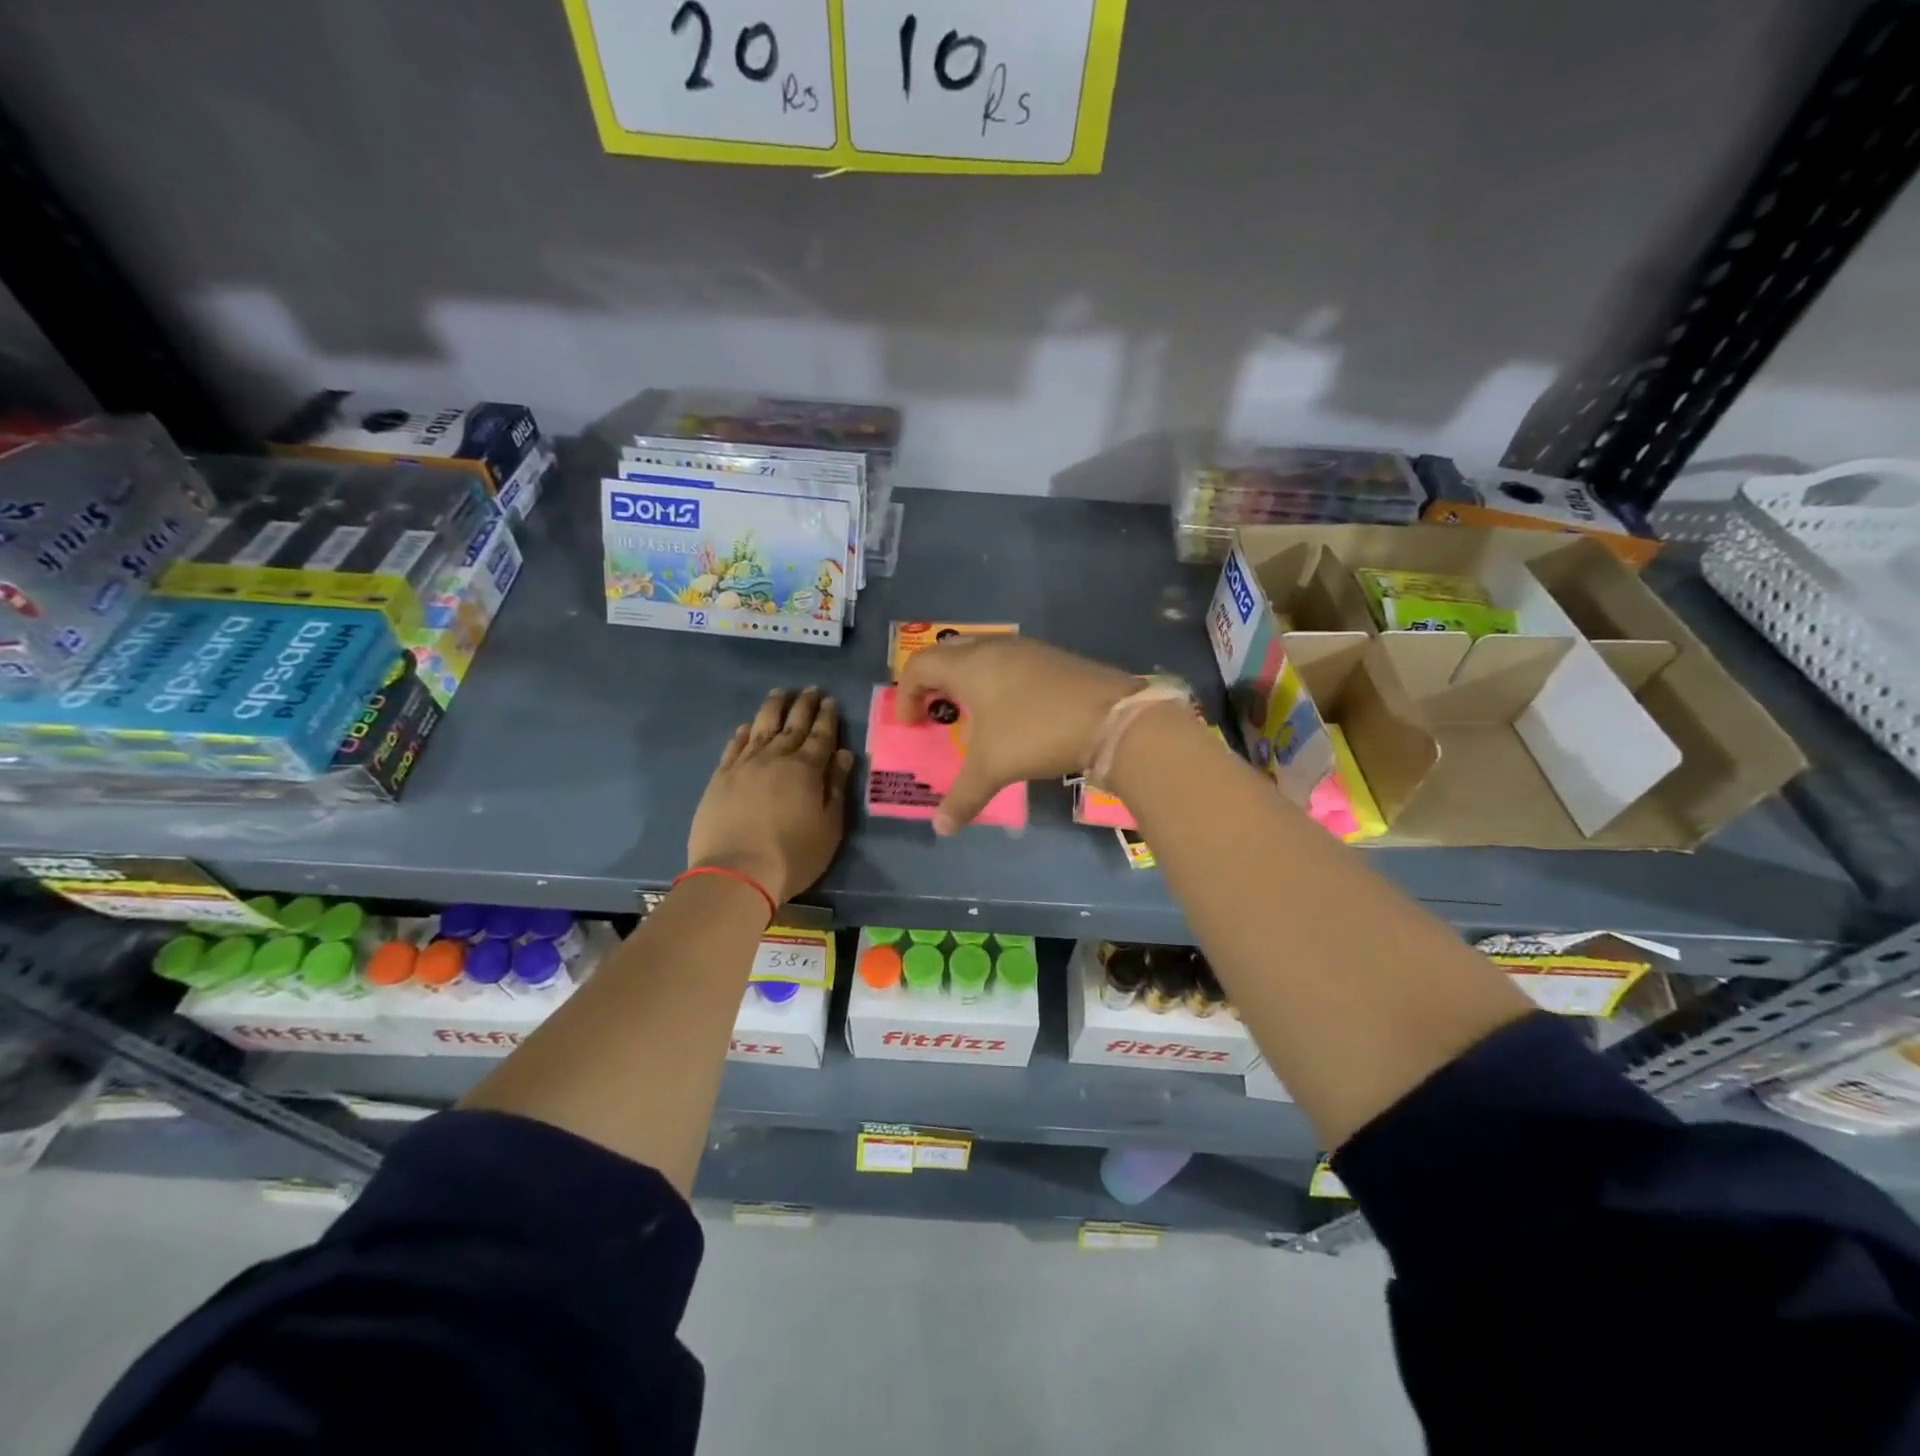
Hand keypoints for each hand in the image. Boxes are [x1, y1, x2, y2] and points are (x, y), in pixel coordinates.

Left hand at [688, 687, 853, 905]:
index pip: (821, 735)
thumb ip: (837, 787)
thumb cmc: (793, 855)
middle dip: (803, 705)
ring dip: (773, 708)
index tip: (830, 700)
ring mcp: (744, 765)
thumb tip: (844, 754)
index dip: (827, 716)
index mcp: (806, 769)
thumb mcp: (829, 826)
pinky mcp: (721, 777)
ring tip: (780, 694)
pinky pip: (734, 746)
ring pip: (761, 726)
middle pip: (792, 724)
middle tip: (811, 690)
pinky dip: (743, 732)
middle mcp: (775, 757)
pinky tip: (747, 726)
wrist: (736, 872)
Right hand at [895, 637, 1140, 833]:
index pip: (919, 666)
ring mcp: (1026, 649)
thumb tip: (941, 829)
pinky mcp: (1052, 658)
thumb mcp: (993, 768)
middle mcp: (993, 648)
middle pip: (947, 653)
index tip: (910, 725)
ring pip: (981, 654)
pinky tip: (1010, 710)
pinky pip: (1008, 662)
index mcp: (969, 666)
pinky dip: (995, 680)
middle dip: (933, 681)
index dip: (905, 694)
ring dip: (966, 679)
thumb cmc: (1037, 734)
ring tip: (970, 713)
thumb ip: (962, 797)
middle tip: (934, 712)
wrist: (1112, 719)